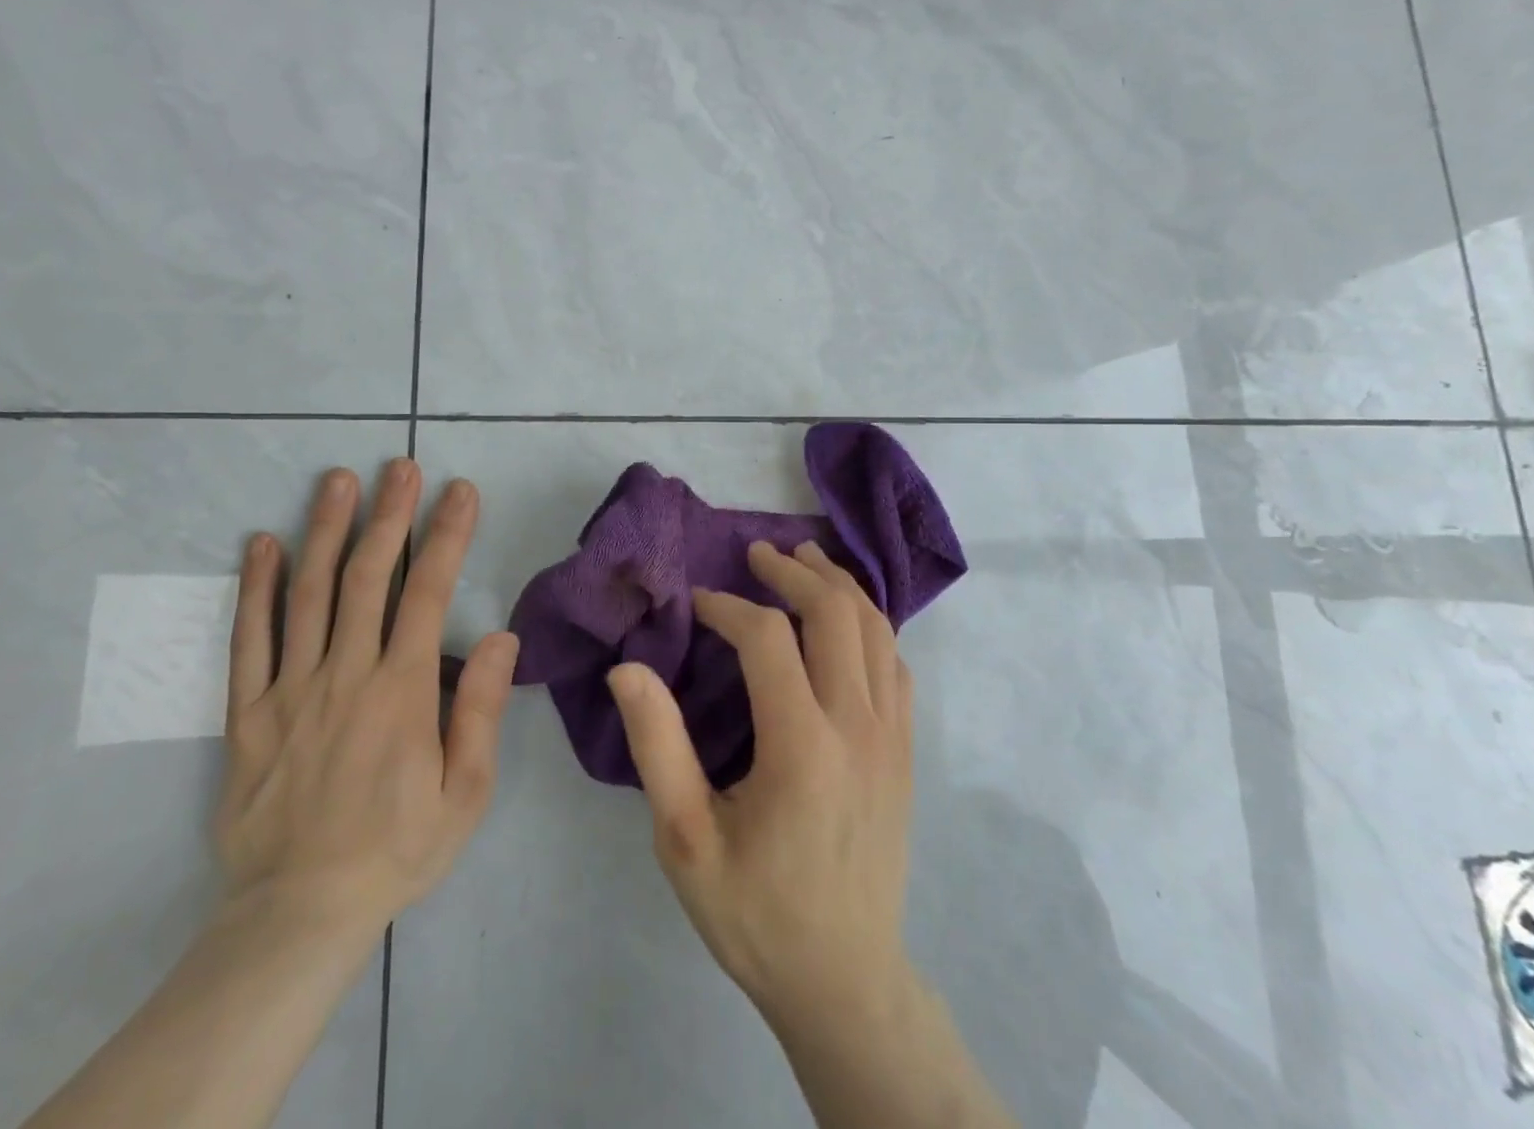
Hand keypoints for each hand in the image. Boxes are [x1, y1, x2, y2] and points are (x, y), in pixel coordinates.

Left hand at [213, 461, 518, 959]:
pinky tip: (262, 544)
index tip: (459, 491)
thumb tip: (500, 637)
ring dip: (324, 531)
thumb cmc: (398, 848)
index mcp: (402, 691)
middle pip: (367, 577)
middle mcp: (346, 675)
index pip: (428, 593)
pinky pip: (249, 640)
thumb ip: (480, 711)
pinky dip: (256, 588)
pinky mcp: (248, 712)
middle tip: (398, 466)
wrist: (299, 913)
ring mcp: (290, 690)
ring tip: (336, 481)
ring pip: (308, 594)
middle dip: (388, 514)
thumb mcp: (466, 793)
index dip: (446, 535)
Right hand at [607, 539, 915, 1026]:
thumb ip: (658, 745)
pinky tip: (845, 619)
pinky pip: (895, 662)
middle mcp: (857, 726)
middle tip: (757, 552)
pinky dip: (870, 623)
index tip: (697, 603)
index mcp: (801, 746)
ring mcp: (891, 736)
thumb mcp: (685, 840)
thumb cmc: (756, 912)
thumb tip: (628, 667)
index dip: (728, 607)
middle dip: (793, 571)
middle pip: (834, 613)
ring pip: (876, 628)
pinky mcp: (905, 751)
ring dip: (838, 584)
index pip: (768, 638)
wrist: (844, 980)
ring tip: (804, 559)